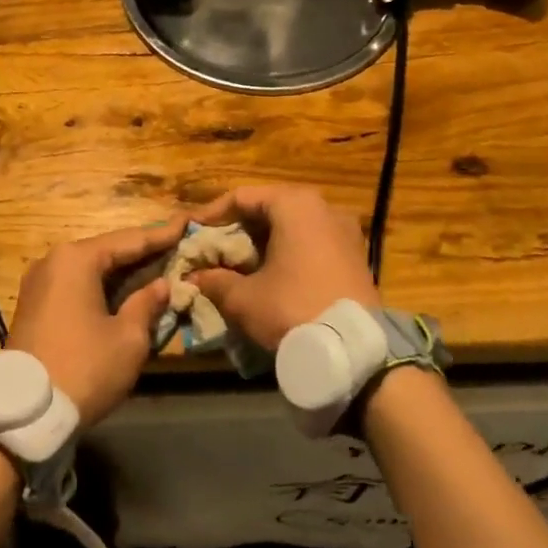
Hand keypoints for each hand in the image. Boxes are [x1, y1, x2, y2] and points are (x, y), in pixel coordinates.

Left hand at [7, 216, 186, 426]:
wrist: (26, 411)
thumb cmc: (85, 368)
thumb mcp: (128, 338)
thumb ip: (147, 304)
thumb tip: (161, 285)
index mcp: (76, 259)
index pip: (129, 240)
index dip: (162, 235)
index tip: (188, 223)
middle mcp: (53, 261)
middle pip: (107, 251)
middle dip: (142, 253)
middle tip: (178, 248)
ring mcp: (39, 283)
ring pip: (91, 269)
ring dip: (123, 272)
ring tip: (159, 269)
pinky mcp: (34, 305)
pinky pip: (76, 285)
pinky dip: (103, 287)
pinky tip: (127, 292)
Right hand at [186, 186, 378, 349]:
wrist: (354, 351)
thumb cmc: (292, 309)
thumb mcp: (243, 298)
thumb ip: (215, 280)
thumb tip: (196, 276)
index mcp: (295, 205)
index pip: (242, 197)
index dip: (211, 215)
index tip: (191, 232)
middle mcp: (324, 208)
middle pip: (269, 209)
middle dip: (238, 229)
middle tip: (212, 249)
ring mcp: (346, 232)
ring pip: (292, 227)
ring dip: (263, 243)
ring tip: (237, 264)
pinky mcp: (356, 256)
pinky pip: (312, 243)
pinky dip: (287, 253)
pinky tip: (270, 276)